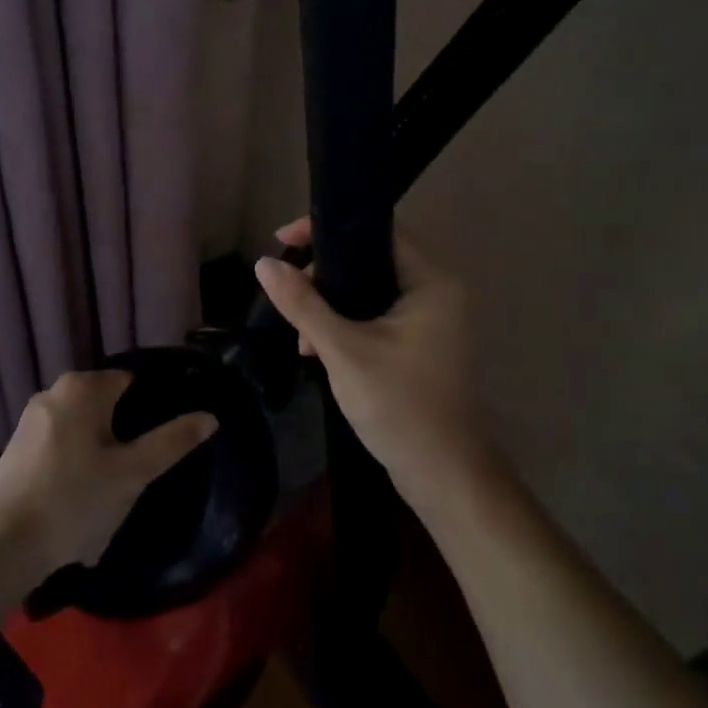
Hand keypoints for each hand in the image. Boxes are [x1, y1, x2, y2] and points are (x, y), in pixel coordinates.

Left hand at [0, 370, 217, 575]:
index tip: (159, 443)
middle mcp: (53, 391)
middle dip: (123, 435)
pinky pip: (58, 446)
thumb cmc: (74, 502)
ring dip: (99, 454)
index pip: (131, 382)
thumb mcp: (132, 474)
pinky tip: (78, 501)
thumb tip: (210, 416)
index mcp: (82, 387)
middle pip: (105, 405)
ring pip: (82, 429)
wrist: (0, 549)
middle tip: (136, 473)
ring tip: (109, 493)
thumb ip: (172, 442)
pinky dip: (73, 465)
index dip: (150, 410)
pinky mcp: (15, 448)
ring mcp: (29, 420)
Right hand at [255, 219, 490, 514]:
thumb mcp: (343, 351)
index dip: (326, 230)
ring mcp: (430, 319)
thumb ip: (303, 304)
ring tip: (301, 337)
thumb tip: (263, 264)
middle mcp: (436, 291)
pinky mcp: (419, 343)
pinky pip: (374, 315)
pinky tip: (316, 351)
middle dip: (322, 276)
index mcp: (430, 281)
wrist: (443, 477)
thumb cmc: (399, 406)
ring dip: (329, 306)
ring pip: (367, 290)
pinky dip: (345, 325)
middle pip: (368, 259)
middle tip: (288, 294)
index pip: (375, 231)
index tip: (283, 239)